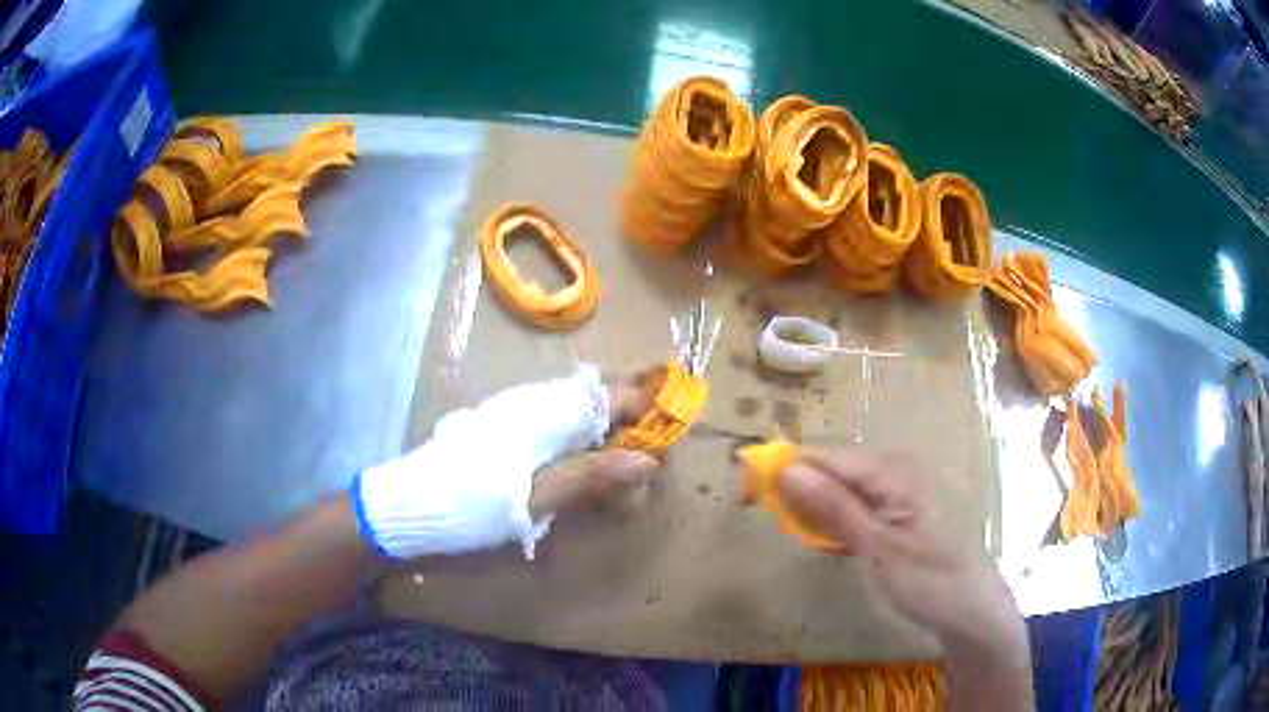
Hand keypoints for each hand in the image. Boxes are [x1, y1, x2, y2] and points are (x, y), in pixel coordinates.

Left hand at [355, 364, 660, 560]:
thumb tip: (649, 460)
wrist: (410, 505)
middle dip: (630, 410)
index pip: (611, 396)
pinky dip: (577, 434)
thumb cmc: (473, 503)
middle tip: (655, 437)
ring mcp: (514, 412)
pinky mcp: (501, 427)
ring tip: (626, 448)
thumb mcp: (536, 497)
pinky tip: (580, 456)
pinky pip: (551, 418)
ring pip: (573, 405)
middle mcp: (532, 402)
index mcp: (546, 413)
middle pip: (595, 394)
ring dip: (604, 423)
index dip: (646, 402)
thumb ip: (592, 474)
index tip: (676, 415)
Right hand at [778, 448, 1031, 709]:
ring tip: (804, 535)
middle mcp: (899, 469)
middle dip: (800, 491)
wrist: (974, 610)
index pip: (825, 458)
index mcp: (895, 470)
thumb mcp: (877, 548)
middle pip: (835, 470)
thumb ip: (833, 507)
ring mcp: (905, 490)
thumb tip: (786, 469)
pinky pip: (863, 505)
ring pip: (846, 490)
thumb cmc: (929, 580)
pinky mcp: (906, 510)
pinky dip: (841, 522)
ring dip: (819, 510)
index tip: (747, 490)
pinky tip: (834, 542)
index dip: (784, 470)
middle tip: (772, 519)